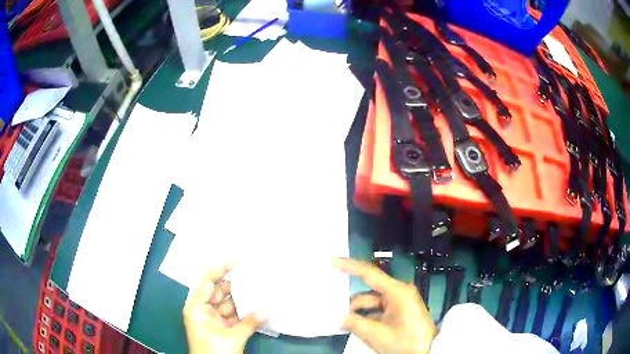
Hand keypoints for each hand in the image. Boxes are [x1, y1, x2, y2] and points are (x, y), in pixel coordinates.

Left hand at [183, 262, 265, 353]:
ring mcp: (213, 319)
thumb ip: (249, 323)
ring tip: (260, 288)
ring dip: (243, 298)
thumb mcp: (231, 339)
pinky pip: (234, 315)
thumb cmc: (214, 353)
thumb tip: (266, 309)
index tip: (239, 260)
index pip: (207, 280)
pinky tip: (258, 306)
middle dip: (236, 282)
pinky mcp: (222, 328)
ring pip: (228, 303)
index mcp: (197, 307)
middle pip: (219, 290)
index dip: (221, 267)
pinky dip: (245, 311)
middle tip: (255, 273)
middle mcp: (203, 310)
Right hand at [333, 258, 436, 353]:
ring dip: (359, 314)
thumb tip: (340, 318)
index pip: (370, 274)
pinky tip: (356, 328)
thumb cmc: (404, 341)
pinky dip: (367, 318)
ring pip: (372, 304)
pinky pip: (379, 310)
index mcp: (397, 292)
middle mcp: (398, 293)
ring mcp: (400, 303)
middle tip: (334, 312)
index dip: (350, 266)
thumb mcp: (376, 334)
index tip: (333, 261)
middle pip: (368, 293)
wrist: (427, 351)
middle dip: (352, 305)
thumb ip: (354, 323)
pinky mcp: (400, 312)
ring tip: (345, 326)